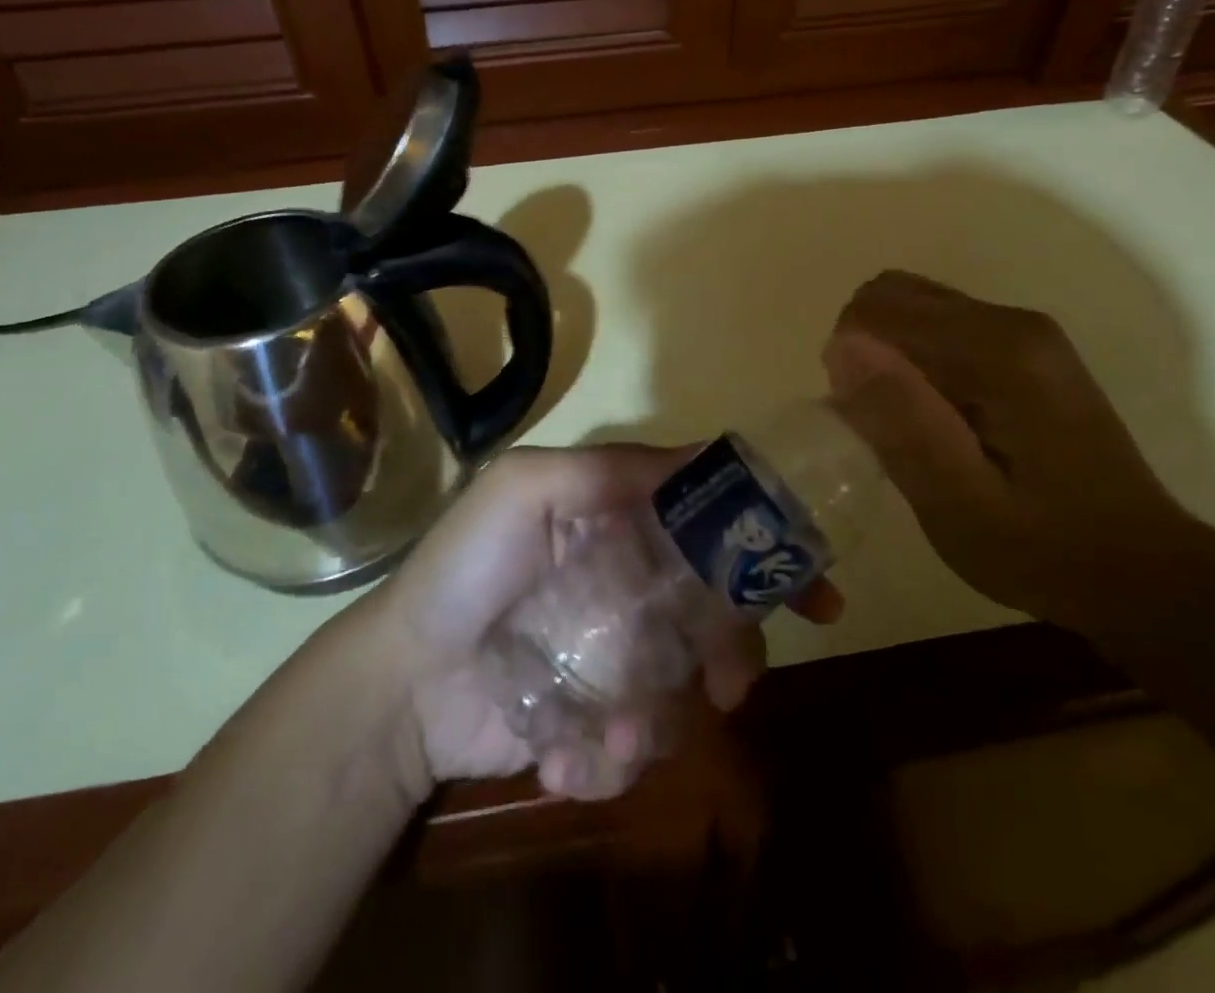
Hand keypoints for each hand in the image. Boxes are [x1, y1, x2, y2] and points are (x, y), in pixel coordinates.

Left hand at [376, 446, 839, 801]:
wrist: (402, 682)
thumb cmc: (466, 568)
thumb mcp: (525, 488)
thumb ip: (609, 470)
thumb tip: (706, 458)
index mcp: (621, 524)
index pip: (708, 521)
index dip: (762, 545)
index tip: (812, 584)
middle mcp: (631, 583)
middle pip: (717, 611)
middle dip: (737, 649)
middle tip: (732, 684)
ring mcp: (619, 655)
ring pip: (688, 686)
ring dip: (662, 718)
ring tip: (619, 735)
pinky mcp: (601, 720)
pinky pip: (641, 742)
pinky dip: (614, 756)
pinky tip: (566, 756)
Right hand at [823, 270, 1199, 635]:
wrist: (1140, 571)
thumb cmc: (1043, 549)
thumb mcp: (957, 505)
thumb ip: (902, 421)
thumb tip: (844, 348)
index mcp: (997, 350)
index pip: (878, 309)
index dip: (850, 361)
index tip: (864, 422)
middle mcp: (1012, 321)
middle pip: (895, 296)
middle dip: (865, 352)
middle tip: (883, 425)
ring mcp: (1024, 331)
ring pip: (914, 309)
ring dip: (889, 359)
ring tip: (909, 426)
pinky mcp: (1026, 349)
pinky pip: (940, 328)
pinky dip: (915, 363)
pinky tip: (936, 419)